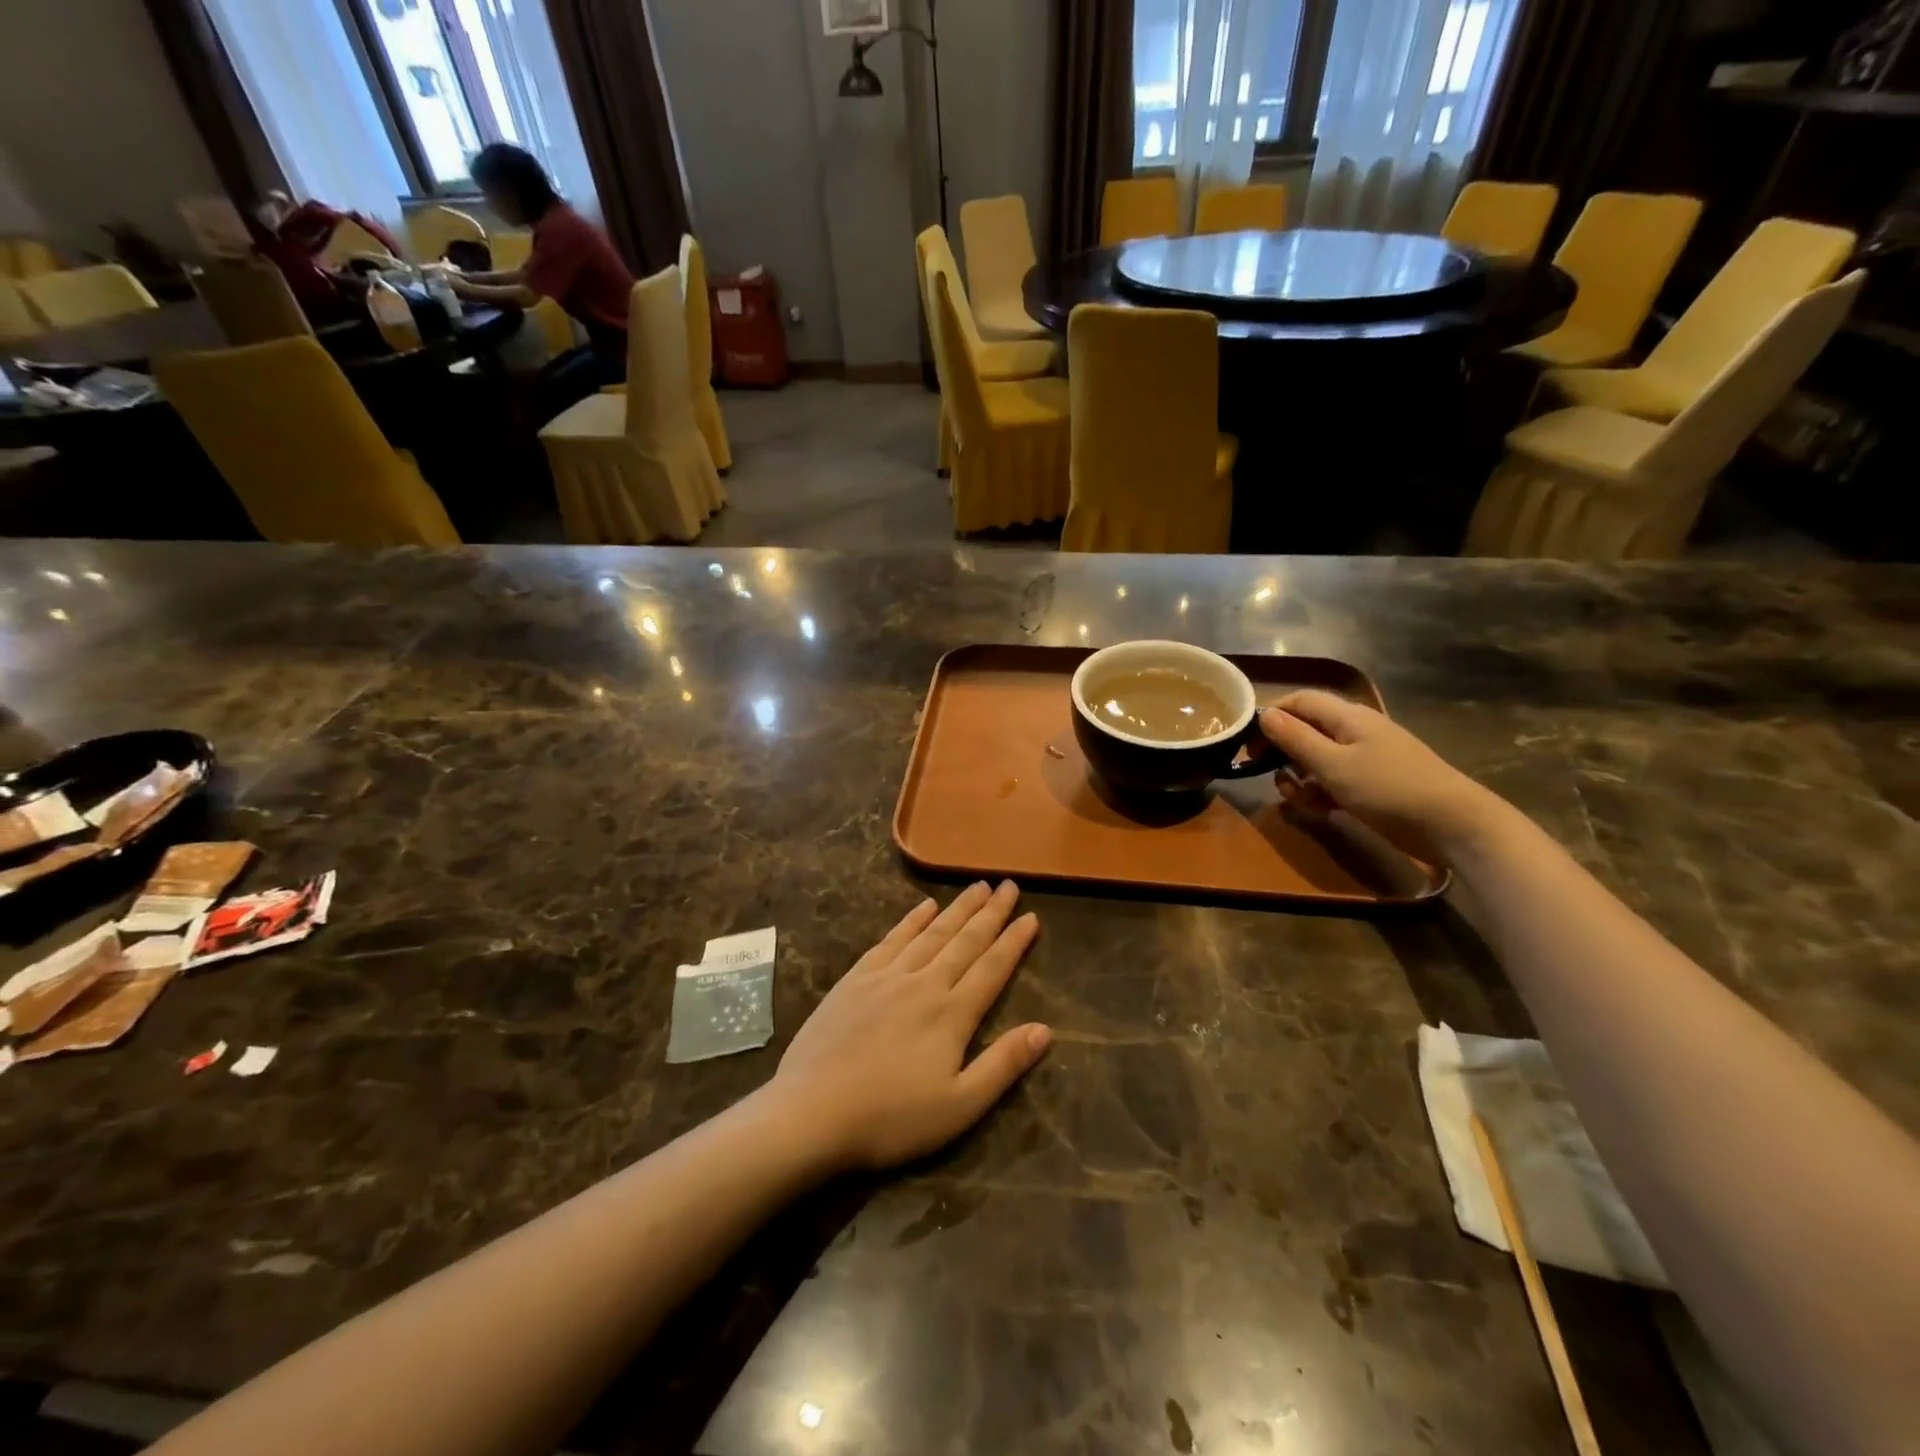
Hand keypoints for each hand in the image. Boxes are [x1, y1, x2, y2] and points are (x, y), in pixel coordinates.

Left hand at [771, 882, 1050, 1175]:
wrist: (812, 1112)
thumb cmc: (891, 1119)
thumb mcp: (959, 1107)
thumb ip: (1003, 1065)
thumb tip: (1045, 1029)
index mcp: (952, 1014)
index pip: (992, 968)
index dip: (1014, 942)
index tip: (1032, 916)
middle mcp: (924, 983)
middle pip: (965, 941)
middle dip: (990, 913)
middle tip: (1009, 885)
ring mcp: (887, 976)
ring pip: (931, 933)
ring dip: (957, 908)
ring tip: (977, 887)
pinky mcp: (856, 979)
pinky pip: (891, 939)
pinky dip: (911, 920)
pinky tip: (924, 907)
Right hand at [1257, 691, 1507, 864]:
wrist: (1454, 825)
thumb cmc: (1388, 789)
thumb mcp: (1333, 765)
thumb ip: (1295, 739)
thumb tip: (1264, 714)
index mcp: (1348, 716)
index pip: (1298, 701)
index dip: (1270, 716)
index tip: (1248, 744)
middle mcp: (1356, 730)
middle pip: (1306, 730)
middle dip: (1283, 752)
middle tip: (1266, 775)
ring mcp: (1367, 757)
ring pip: (1318, 758)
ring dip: (1300, 777)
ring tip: (1298, 800)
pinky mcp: (1374, 783)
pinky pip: (1336, 779)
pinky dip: (1322, 791)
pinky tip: (1321, 810)